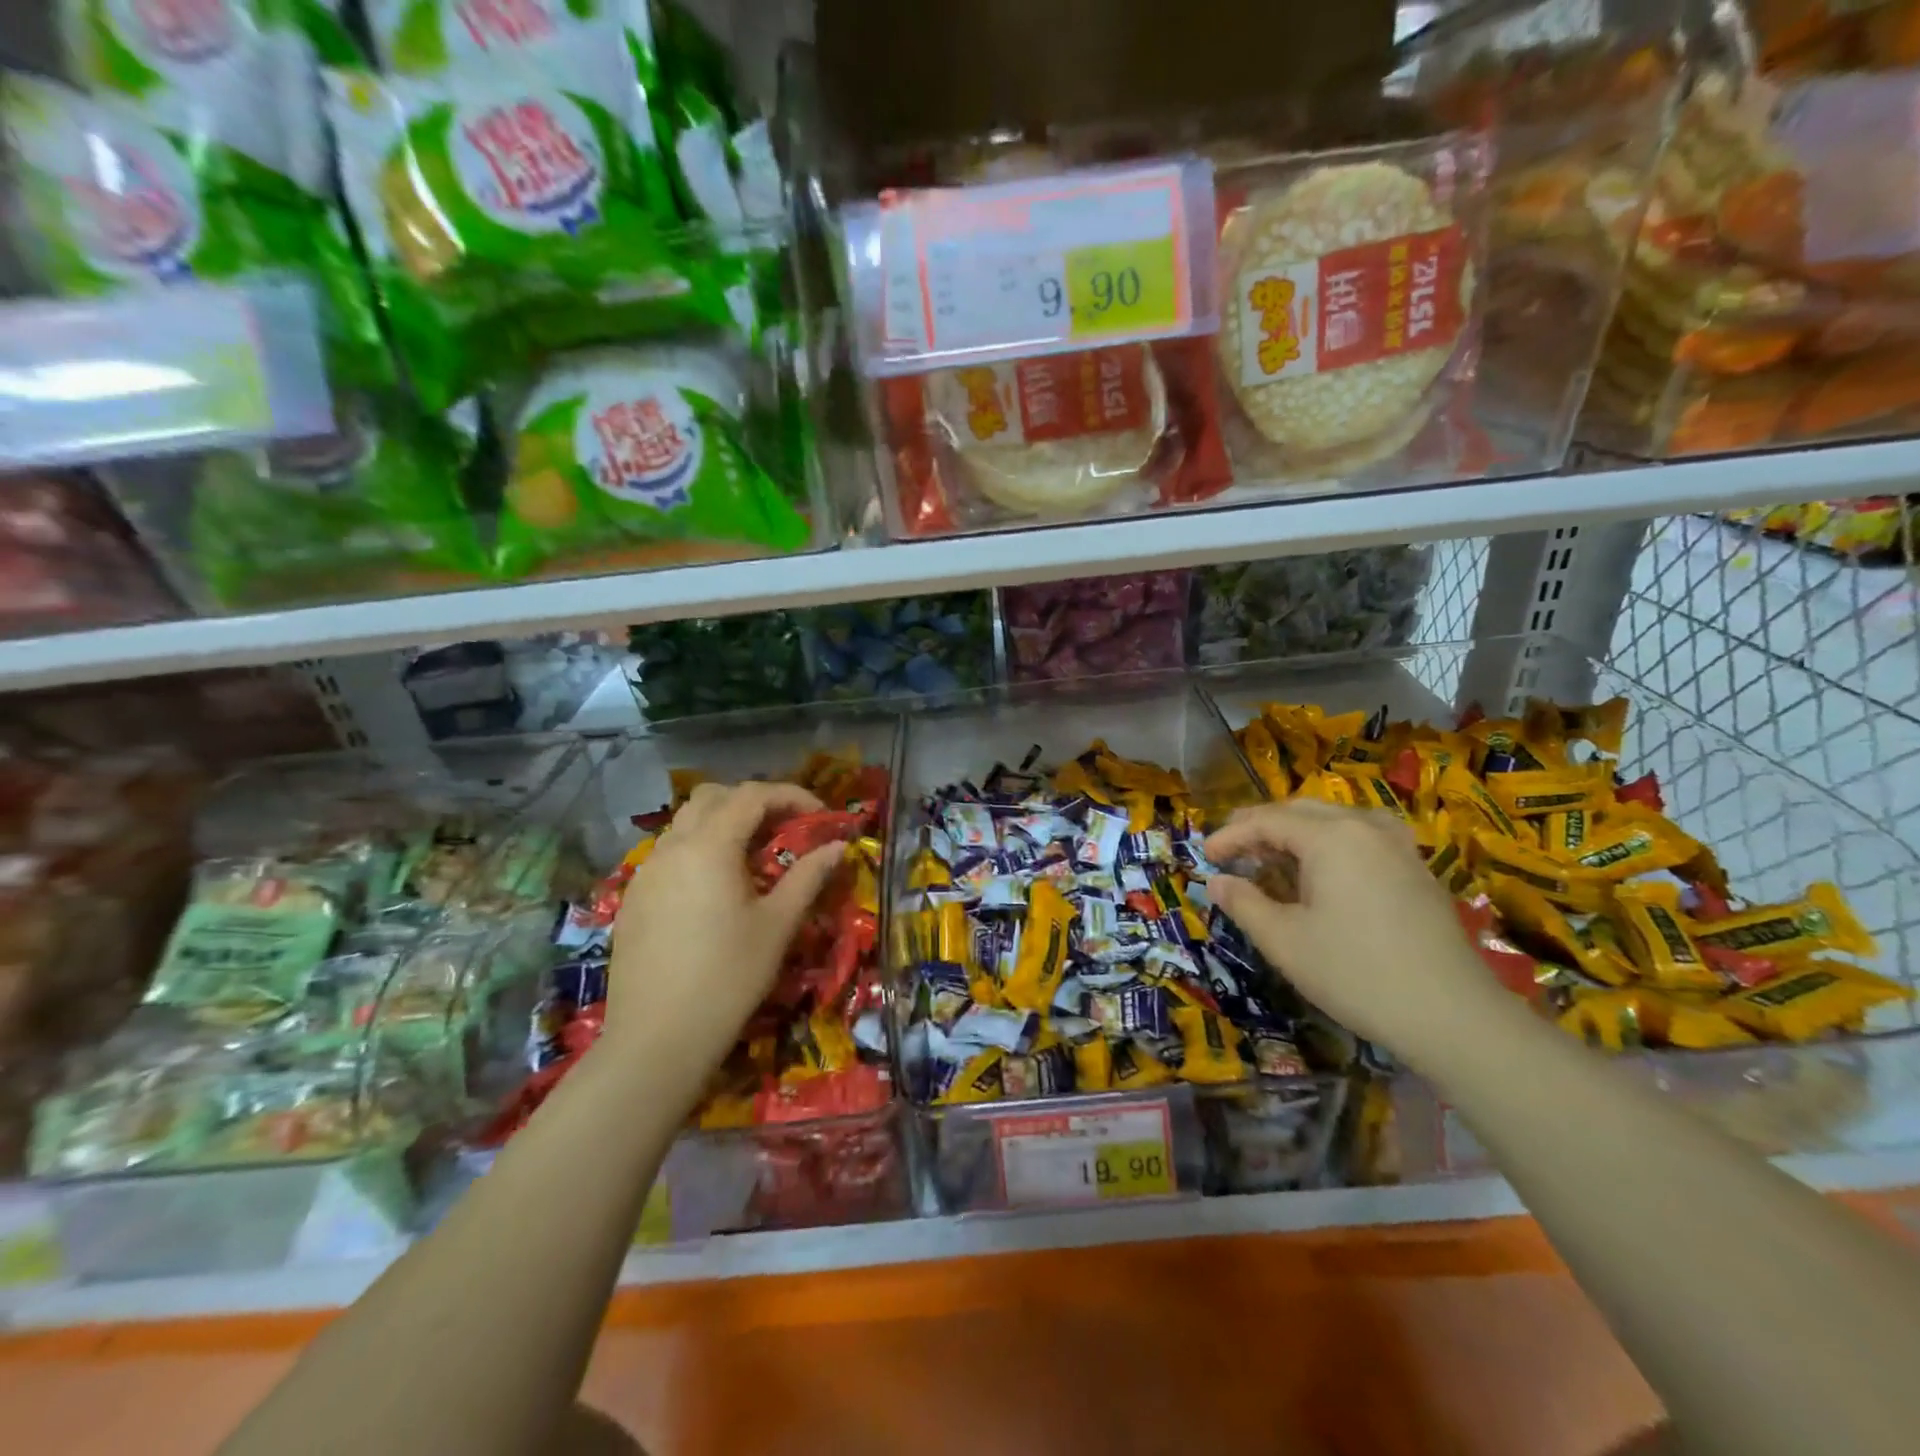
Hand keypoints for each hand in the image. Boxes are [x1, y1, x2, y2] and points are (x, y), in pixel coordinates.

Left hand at [603, 781, 844, 1082]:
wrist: (656, 1040)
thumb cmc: (728, 978)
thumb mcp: (777, 925)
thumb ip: (808, 877)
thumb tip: (838, 847)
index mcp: (709, 846)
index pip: (752, 795)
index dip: (791, 796)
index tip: (821, 817)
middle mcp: (672, 847)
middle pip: (712, 797)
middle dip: (753, 801)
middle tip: (785, 828)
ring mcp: (646, 873)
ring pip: (685, 824)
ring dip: (722, 824)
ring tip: (753, 858)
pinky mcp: (633, 899)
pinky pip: (669, 854)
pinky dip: (698, 850)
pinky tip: (715, 889)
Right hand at [1205, 801, 1512, 1067]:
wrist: (1452, 1015)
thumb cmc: (1355, 973)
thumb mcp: (1284, 941)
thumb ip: (1243, 903)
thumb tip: (1217, 882)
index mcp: (1331, 836)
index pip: (1267, 821)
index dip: (1230, 836)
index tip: (1205, 857)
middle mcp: (1365, 827)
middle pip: (1301, 811)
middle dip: (1262, 826)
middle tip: (1232, 849)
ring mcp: (1398, 846)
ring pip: (1335, 819)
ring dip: (1298, 831)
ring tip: (1275, 856)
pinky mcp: (1417, 870)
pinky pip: (1363, 837)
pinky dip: (1331, 843)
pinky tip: (1324, 871)